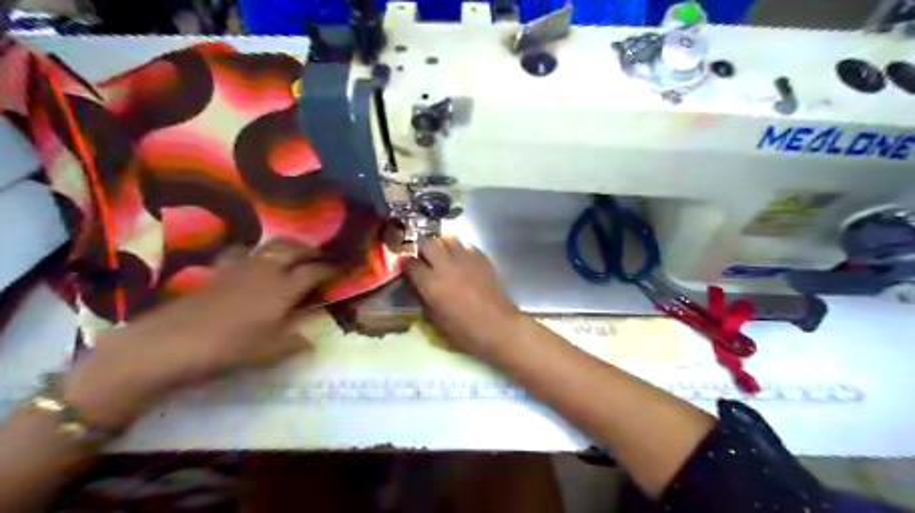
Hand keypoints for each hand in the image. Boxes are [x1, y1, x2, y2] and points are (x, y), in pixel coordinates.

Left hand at [62, 239, 335, 430]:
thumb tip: (313, 342)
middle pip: (293, 249)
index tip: (341, 269)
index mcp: (283, 289)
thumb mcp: (268, 352)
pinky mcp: (218, 271)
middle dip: (311, 249)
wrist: (168, 343)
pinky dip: (255, 251)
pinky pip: (242, 251)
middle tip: (321, 256)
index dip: (330, 269)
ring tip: (294, 253)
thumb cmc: (227, 349)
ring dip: (287, 245)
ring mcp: (240, 267)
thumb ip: (295, 343)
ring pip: (270, 245)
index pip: (314, 271)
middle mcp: (265, 271)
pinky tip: (252, 261)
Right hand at [405, 236, 524, 359]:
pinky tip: (462, 259)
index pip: (410, 263)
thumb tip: (420, 290)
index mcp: (431, 284)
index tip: (405, 265)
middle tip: (422, 254)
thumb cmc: (466, 332)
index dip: (405, 263)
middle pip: (427, 242)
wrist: (499, 327)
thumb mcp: (437, 323)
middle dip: (421, 246)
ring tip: (441, 251)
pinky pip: (467, 245)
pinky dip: (460, 249)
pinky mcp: (482, 258)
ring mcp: (465, 259)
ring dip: (441, 243)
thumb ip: (425, 302)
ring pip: (448, 238)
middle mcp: (446, 266)